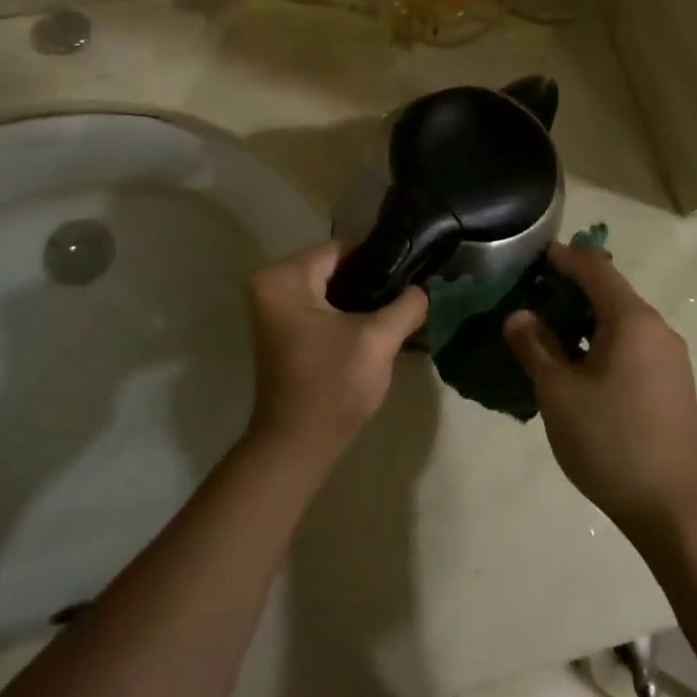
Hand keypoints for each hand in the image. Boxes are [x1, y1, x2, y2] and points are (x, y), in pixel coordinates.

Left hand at [245, 244, 426, 464]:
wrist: (298, 446)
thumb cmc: (332, 385)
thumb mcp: (378, 340)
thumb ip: (406, 305)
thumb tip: (426, 287)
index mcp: (284, 277)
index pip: (340, 250)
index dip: (378, 261)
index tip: (412, 273)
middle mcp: (270, 284)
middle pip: (333, 268)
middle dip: (370, 282)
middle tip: (408, 294)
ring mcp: (272, 309)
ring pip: (328, 289)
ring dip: (359, 300)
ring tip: (397, 309)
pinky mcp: (281, 331)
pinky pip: (318, 307)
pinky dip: (343, 314)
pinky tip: (374, 327)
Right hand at [505, 244, 696, 541]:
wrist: (678, 511)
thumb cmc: (612, 441)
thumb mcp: (558, 392)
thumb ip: (535, 347)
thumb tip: (519, 316)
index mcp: (632, 320)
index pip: (594, 267)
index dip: (561, 257)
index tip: (529, 257)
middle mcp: (655, 330)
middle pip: (608, 292)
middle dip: (567, 289)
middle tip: (527, 297)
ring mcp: (667, 359)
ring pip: (618, 322)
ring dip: (581, 320)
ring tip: (542, 332)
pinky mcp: (669, 386)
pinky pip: (629, 346)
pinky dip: (598, 343)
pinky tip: (573, 366)